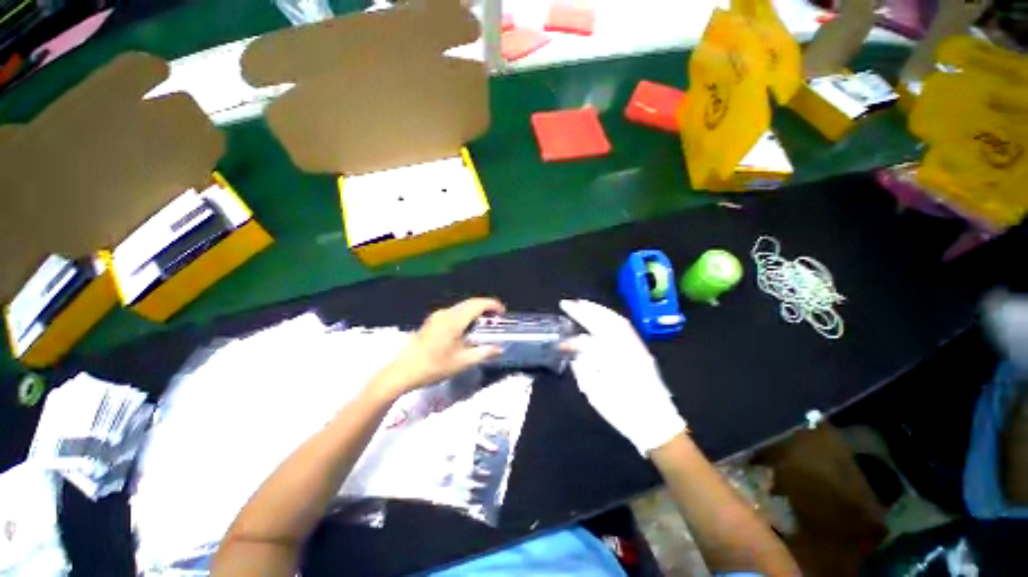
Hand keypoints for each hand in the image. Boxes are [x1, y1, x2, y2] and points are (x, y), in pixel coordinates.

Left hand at [371, 298, 505, 399]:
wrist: (404, 371)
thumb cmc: (434, 367)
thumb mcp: (462, 362)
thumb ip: (483, 352)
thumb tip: (499, 348)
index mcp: (454, 320)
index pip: (477, 304)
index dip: (492, 305)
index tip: (502, 312)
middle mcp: (446, 313)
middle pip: (470, 302)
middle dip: (485, 306)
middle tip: (496, 318)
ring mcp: (437, 316)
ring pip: (461, 306)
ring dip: (475, 310)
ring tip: (484, 323)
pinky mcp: (432, 321)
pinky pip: (453, 312)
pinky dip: (465, 314)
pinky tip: (467, 327)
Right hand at [560, 299, 686, 455]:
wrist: (657, 424)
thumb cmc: (624, 413)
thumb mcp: (597, 395)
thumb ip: (583, 370)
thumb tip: (575, 354)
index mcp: (613, 361)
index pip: (588, 341)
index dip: (572, 338)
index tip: (562, 330)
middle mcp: (626, 349)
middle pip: (603, 322)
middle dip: (584, 310)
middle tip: (567, 303)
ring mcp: (636, 347)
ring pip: (616, 321)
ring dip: (598, 310)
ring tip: (582, 304)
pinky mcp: (641, 349)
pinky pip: (626, 327)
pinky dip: (611, 317)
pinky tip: (602, 316)